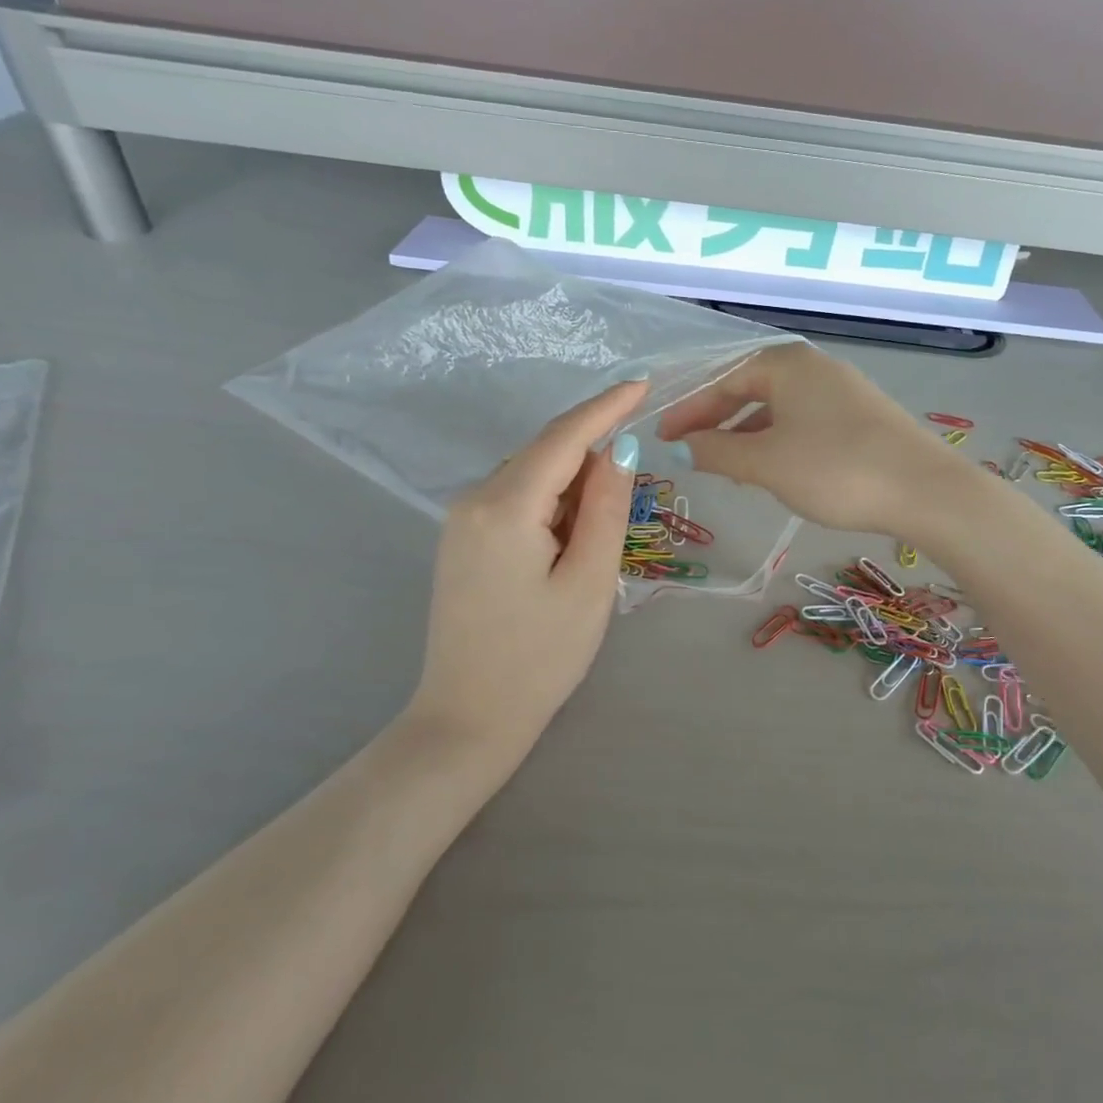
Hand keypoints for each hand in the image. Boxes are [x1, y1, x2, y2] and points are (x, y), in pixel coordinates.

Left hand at [408, 380, 645, 757]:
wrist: (468, 718)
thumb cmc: (540, 657)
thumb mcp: (590, 582)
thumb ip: (605, 508)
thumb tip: (618, 449)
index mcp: (505, 507)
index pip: (562, 438)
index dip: (605, 407)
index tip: (642, 384)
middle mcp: (473, 500)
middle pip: (545, 455)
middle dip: (592, 460)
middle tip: (631, 497)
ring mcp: (460, 520)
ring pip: (531, 477)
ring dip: (572, 489)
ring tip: (596, 543)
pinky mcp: (461, 540)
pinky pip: (515, 500)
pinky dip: (550, 506)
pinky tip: (567, 544)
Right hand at [654, 345, 962, 537]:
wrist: (924, 490)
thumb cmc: (834, 469)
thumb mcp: (765, 463)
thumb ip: (717, 452)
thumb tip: (682, 448)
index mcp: (787, 365)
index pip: (724, 381)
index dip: (690, 411)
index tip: (664, 438)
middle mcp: (815, 367)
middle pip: (752, 389)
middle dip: (718, 420)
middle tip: (691, 450)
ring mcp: (844, 390)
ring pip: (780, 408)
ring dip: (748, 434)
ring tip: (729, 466)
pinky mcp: (863, 416)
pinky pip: (805, 421)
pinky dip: (780, 441)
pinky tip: (776, 468)